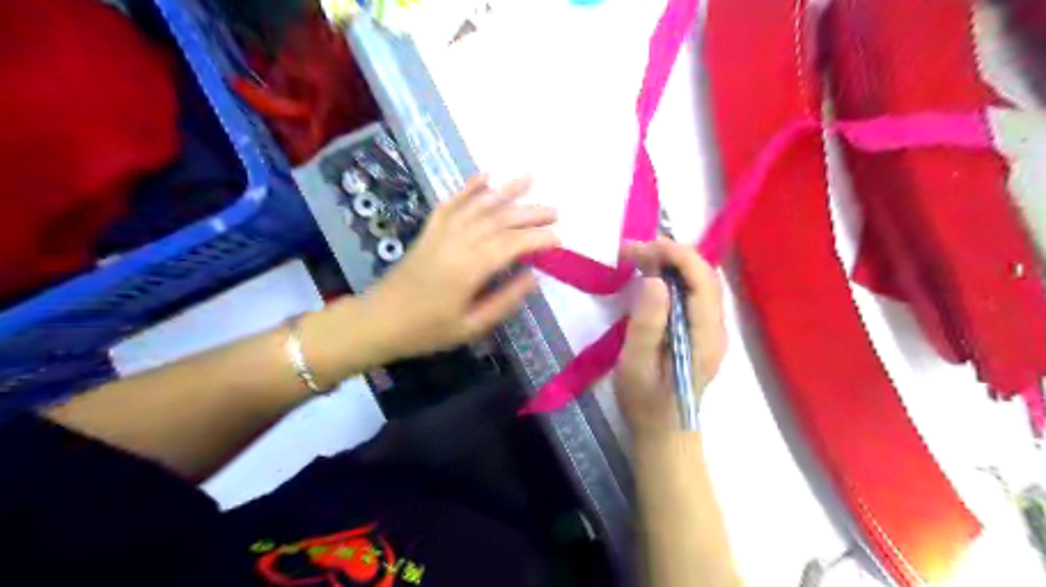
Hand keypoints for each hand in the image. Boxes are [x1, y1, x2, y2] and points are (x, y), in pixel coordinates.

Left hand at [361, 174, 558, 361]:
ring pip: (478, 205)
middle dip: (530, 213)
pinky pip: (450, 203)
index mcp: (470, 268)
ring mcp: (441, 233)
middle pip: (499, 219)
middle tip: (555, 212)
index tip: (559, 239)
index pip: (512, 244)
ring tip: (529, 178)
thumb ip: (504, 301)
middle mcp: (458, 242)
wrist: (378, 321)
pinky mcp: (429, 231)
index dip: (538, 239)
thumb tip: (533, 278)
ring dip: (505, 191)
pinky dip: (467, 188)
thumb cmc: (426, 330)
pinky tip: (484, 176)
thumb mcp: (471, 326)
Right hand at [615, 236, 728, 434]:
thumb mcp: (635, 366)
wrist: (664, 433)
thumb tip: (655, 281)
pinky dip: (675, 277)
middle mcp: (717, 329)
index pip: (703, 280)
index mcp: (705, 337)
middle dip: (673, 254)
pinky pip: (695, 294)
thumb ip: (646, 325)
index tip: (643, 247)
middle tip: (635, 251)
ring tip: (640, 259)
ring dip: (674, 263)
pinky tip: (653, 279)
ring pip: (702, 283)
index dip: (677, 254)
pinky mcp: (702, 333)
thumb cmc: (646, 402)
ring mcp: (712, 331)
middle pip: (706, 276)